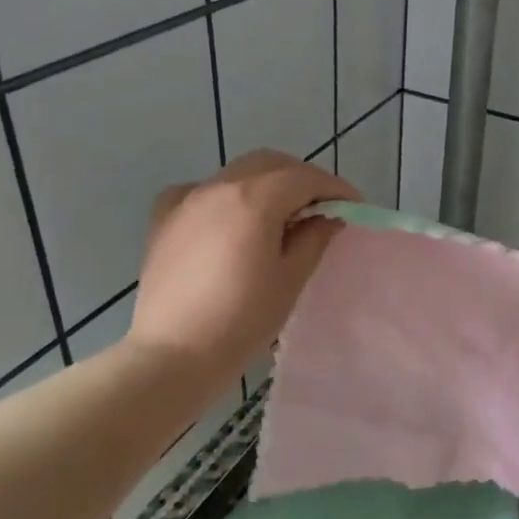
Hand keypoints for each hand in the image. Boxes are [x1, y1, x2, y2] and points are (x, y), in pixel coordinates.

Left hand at [128, 150, 358, 385]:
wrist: (172, 354)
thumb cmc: (242, 320)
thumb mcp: (290, 279)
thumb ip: (313, 238)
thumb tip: (328, 216)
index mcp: (253, 199)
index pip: (304, 177)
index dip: (335, 188)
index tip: (355, 207)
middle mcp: (217, 186)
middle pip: (270, 164)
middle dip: (302, 178)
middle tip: (323, 207)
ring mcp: (186, 199)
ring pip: (237, 173)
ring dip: (268, 184)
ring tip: (284, 216)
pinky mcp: (164, 219)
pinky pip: (205, 191)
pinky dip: (230, 196)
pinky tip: (235, 222)